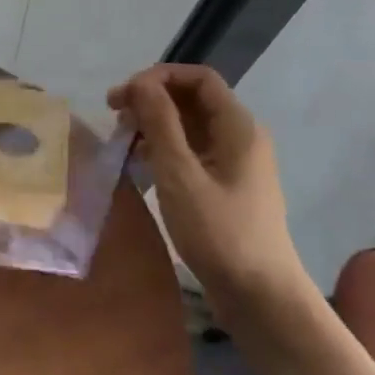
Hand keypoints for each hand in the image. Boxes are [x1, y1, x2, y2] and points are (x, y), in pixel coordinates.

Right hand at [108, 64, 309, 310]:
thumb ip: (160, 123)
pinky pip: (192, 152)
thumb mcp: (180, 174)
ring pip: (190, 126)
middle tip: (113, 114)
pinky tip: (140, 164)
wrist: (261, 298)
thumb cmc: (220, 232)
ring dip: (155, 124)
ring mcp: (235, 163)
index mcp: (238, 126)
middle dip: (152, 99)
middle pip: (193, 99)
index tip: (124, 95)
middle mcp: (240, 136)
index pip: (199, 77)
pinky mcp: (226, 186)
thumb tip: (141, 82)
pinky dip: (164, 149)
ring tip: (122, 139)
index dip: (158, 77)